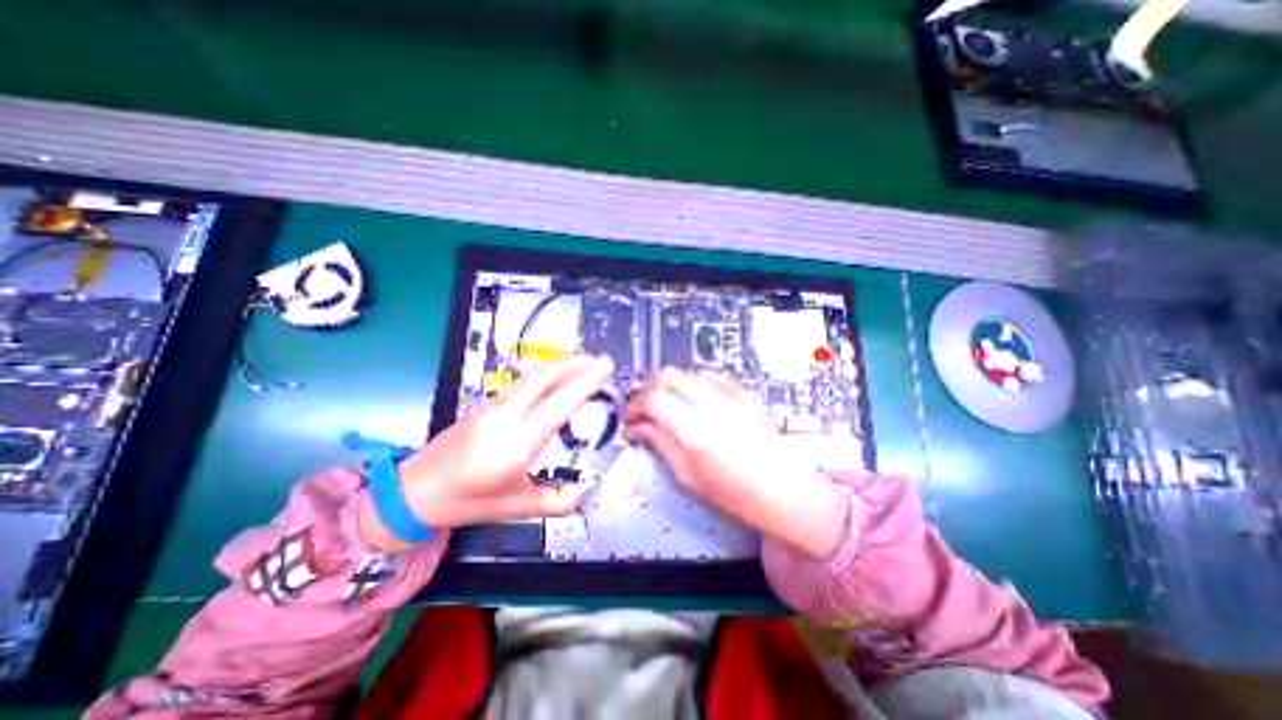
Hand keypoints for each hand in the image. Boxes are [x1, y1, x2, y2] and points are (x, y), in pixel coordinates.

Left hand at [356, 354, 615, 552]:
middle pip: (543, 378)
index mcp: (513, 446)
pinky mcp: (486, 403)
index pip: (556, 407)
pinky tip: (556, 374)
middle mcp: (503, 418)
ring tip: (585, 361)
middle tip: (601, 360)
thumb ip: (558, 501)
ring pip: (531, 375)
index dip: (583, 383)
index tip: (605, 367)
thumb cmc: (467, 502)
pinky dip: (545, 371)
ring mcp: (492, 406)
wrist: (413, 490)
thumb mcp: (516, 509)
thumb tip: (589, 487)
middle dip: (575, 364)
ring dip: (560, 364)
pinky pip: (521, 380)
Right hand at [624, 368, 848, 558]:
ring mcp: (730, 392)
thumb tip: (634, 428)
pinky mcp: (743, 391)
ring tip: (666, 406)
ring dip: (669, 386)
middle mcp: (710, 401)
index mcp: (694, 427)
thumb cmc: (733, 493)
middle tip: (643, 411)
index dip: (633, 406)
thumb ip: (659, 442)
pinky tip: (693, 402)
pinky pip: (709, 376)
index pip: (652, 398)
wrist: (784, 489)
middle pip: (666, 375)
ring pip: (686, 372)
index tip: (628, 421)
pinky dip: (692, 384)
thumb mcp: (687, 473)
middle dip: (647, 390)